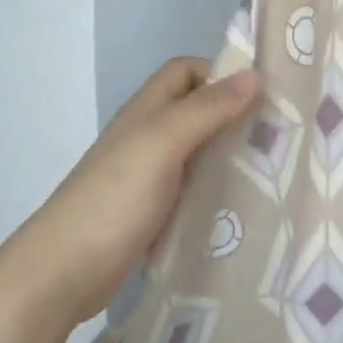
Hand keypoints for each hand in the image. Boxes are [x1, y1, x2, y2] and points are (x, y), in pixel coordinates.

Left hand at [6, 58, 259, 325]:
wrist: (63, 272)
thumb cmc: (114, 198)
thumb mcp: (162, 143)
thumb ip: (207, 109)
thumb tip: (254, 75)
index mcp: (147, 110)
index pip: (187, 71)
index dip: (220, 74)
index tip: (261, 95)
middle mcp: (148, 136)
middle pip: (197, 110)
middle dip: (235, 116)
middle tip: (278, 135)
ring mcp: (149, 175)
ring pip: (199, 151)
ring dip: (230, 154)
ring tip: (271, 169)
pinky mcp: (153, 211)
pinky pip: (193, 188)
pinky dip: (217, 190)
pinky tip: (243, 205)